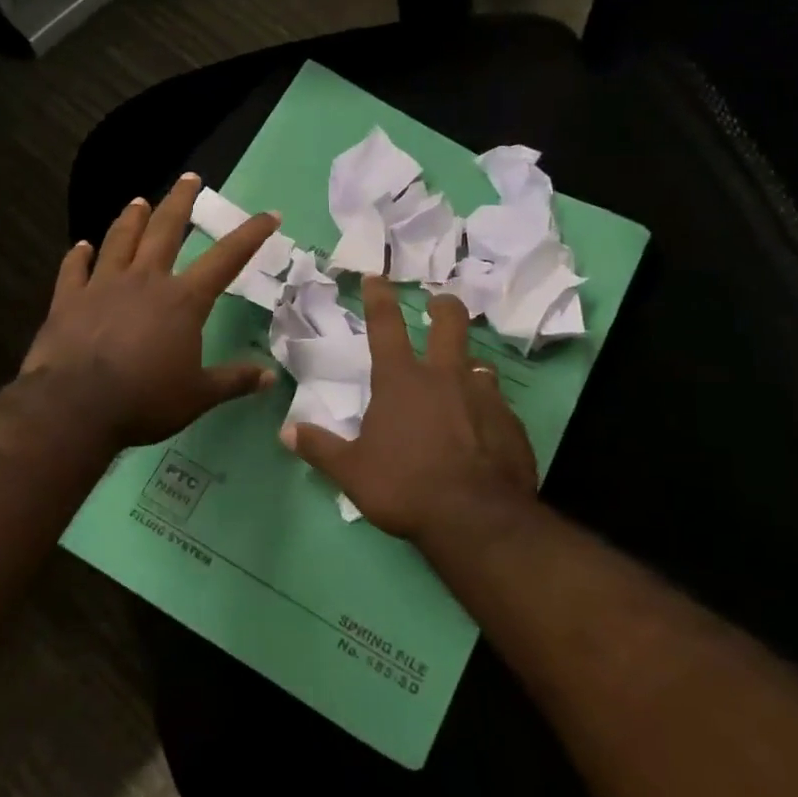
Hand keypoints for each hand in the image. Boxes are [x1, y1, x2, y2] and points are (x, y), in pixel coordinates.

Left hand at [22, 174, 280, 447]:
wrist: (76, 407)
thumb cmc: (146, 400)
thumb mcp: (199, 396)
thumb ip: (234, 381)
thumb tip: (271, 377)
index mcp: (183, 300)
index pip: (226, 259)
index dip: (250, 235)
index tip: (269, 214)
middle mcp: (145, 281)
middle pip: (166, 230)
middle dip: (180, 201)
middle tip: (189, 177)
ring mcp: (103, 286)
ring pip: (120, 240)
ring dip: (131, 218)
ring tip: (138, 200)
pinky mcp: (68, 300)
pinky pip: (73, 269)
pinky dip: (77, 256)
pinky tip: (80, 246)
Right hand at [281, 276, 537, 541]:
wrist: (476, 519)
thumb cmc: (405, 487)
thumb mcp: (352, 472)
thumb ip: (320, 448)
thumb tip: (286, 432)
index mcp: (401, 381)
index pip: (386, 326)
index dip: (379, 297)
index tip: (377, 277)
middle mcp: (445, 377)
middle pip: (450, 323)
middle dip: (444, 306)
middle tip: (440, 302)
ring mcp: (484, 397)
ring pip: (479, 364)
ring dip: (468, 364)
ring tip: (464, 376)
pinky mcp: (511, 423)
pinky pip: (498, 405)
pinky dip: (487, 410)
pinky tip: (484, 431)